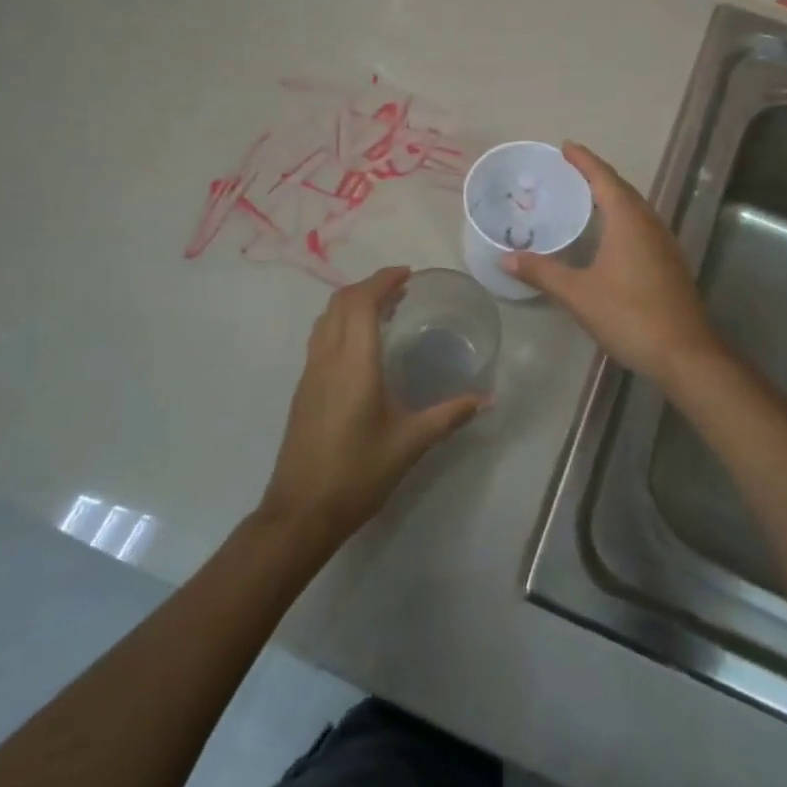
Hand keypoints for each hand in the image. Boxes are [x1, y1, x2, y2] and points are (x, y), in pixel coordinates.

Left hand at [259, 267, 481, 545]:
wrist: (301, 512)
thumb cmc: (357, 474)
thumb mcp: (409, 444)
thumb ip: (448, 416)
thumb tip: (485, 400)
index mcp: (354, 363)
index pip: (361, 302)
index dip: (382, 280)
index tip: (407, 274)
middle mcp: (327, 358)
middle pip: (340, 302)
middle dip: (369, 286)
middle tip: (401, 289)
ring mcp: (310, 372)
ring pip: (326, 318)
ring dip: (353, 302)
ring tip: (384, 309)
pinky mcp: (304, 388)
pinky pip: (321, 336)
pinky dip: (342, 322)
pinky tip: (362, 344)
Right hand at [502, 142, 724, 385]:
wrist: (685, 354)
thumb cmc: (629, 316)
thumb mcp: (578, 294)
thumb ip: (543, 273)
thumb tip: (506, 259)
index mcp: (628, 221)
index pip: (604, 178)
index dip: (584, 160)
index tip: (566, 146)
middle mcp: (650, 224)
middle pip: (622, 189)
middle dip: (596, 176)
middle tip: (569, 170)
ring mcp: (664, 243)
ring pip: (635, 208)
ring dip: (611, 197)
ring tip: (585, 197)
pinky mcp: (670, 263)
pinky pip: (642, 226)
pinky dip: (622, 218)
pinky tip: (609, 236)